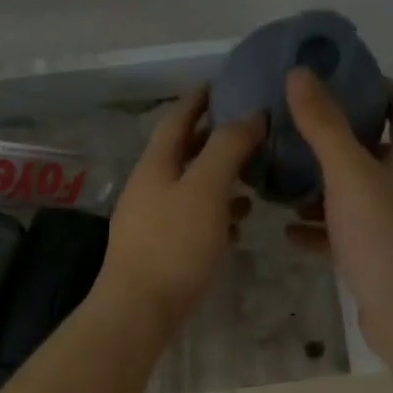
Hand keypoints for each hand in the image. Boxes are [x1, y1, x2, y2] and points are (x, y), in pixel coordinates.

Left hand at [99, 88, 264, 333]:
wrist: (139, 309)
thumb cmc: (174, 244)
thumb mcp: (206, 189)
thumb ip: (227, 148)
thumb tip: (250, 114)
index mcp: (156, 164)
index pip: (177, 118)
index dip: (198, 99)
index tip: (222, 83)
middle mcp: (149, 187)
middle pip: (183, 152)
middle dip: (214, 139)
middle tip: (250, 130)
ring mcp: (151, 220)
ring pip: (189, 188)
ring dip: (219, 178)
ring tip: (253, 177)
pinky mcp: (159, 250)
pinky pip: (191, 220)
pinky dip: (215, 214)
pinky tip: (237, 225)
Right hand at [284, 68, 392, 350]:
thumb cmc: (384, 235)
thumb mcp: (349, 173)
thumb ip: (323, 125)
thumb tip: (300, 73)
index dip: (379, 88)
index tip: (342, 77)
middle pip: (377, 151)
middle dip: (340, 139)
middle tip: (298, 127)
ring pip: (358, 194)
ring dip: (324, 186)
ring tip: (285, 179)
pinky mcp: (380, 257)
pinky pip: (346, 233)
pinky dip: (320, 229)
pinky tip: (288, 231)